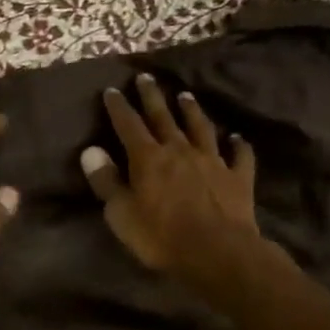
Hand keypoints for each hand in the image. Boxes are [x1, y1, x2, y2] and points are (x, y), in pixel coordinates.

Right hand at [82, 75, 266, 282]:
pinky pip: (239, 155)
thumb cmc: (161, 237)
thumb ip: (106, 181)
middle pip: (164, 117)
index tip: (112, 90)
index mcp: (148, 158)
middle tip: (146, 77)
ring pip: (200, 127)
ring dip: (192, 111)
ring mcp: (212, 161)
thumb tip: (90, 151)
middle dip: (152, 96)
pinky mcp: (238, 177)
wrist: (218, 252)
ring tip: (186, 95)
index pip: (129, 125)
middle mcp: (180, 150)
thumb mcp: (121, 214)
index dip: (119, 107)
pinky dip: (238, 145)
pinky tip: (237, 138)